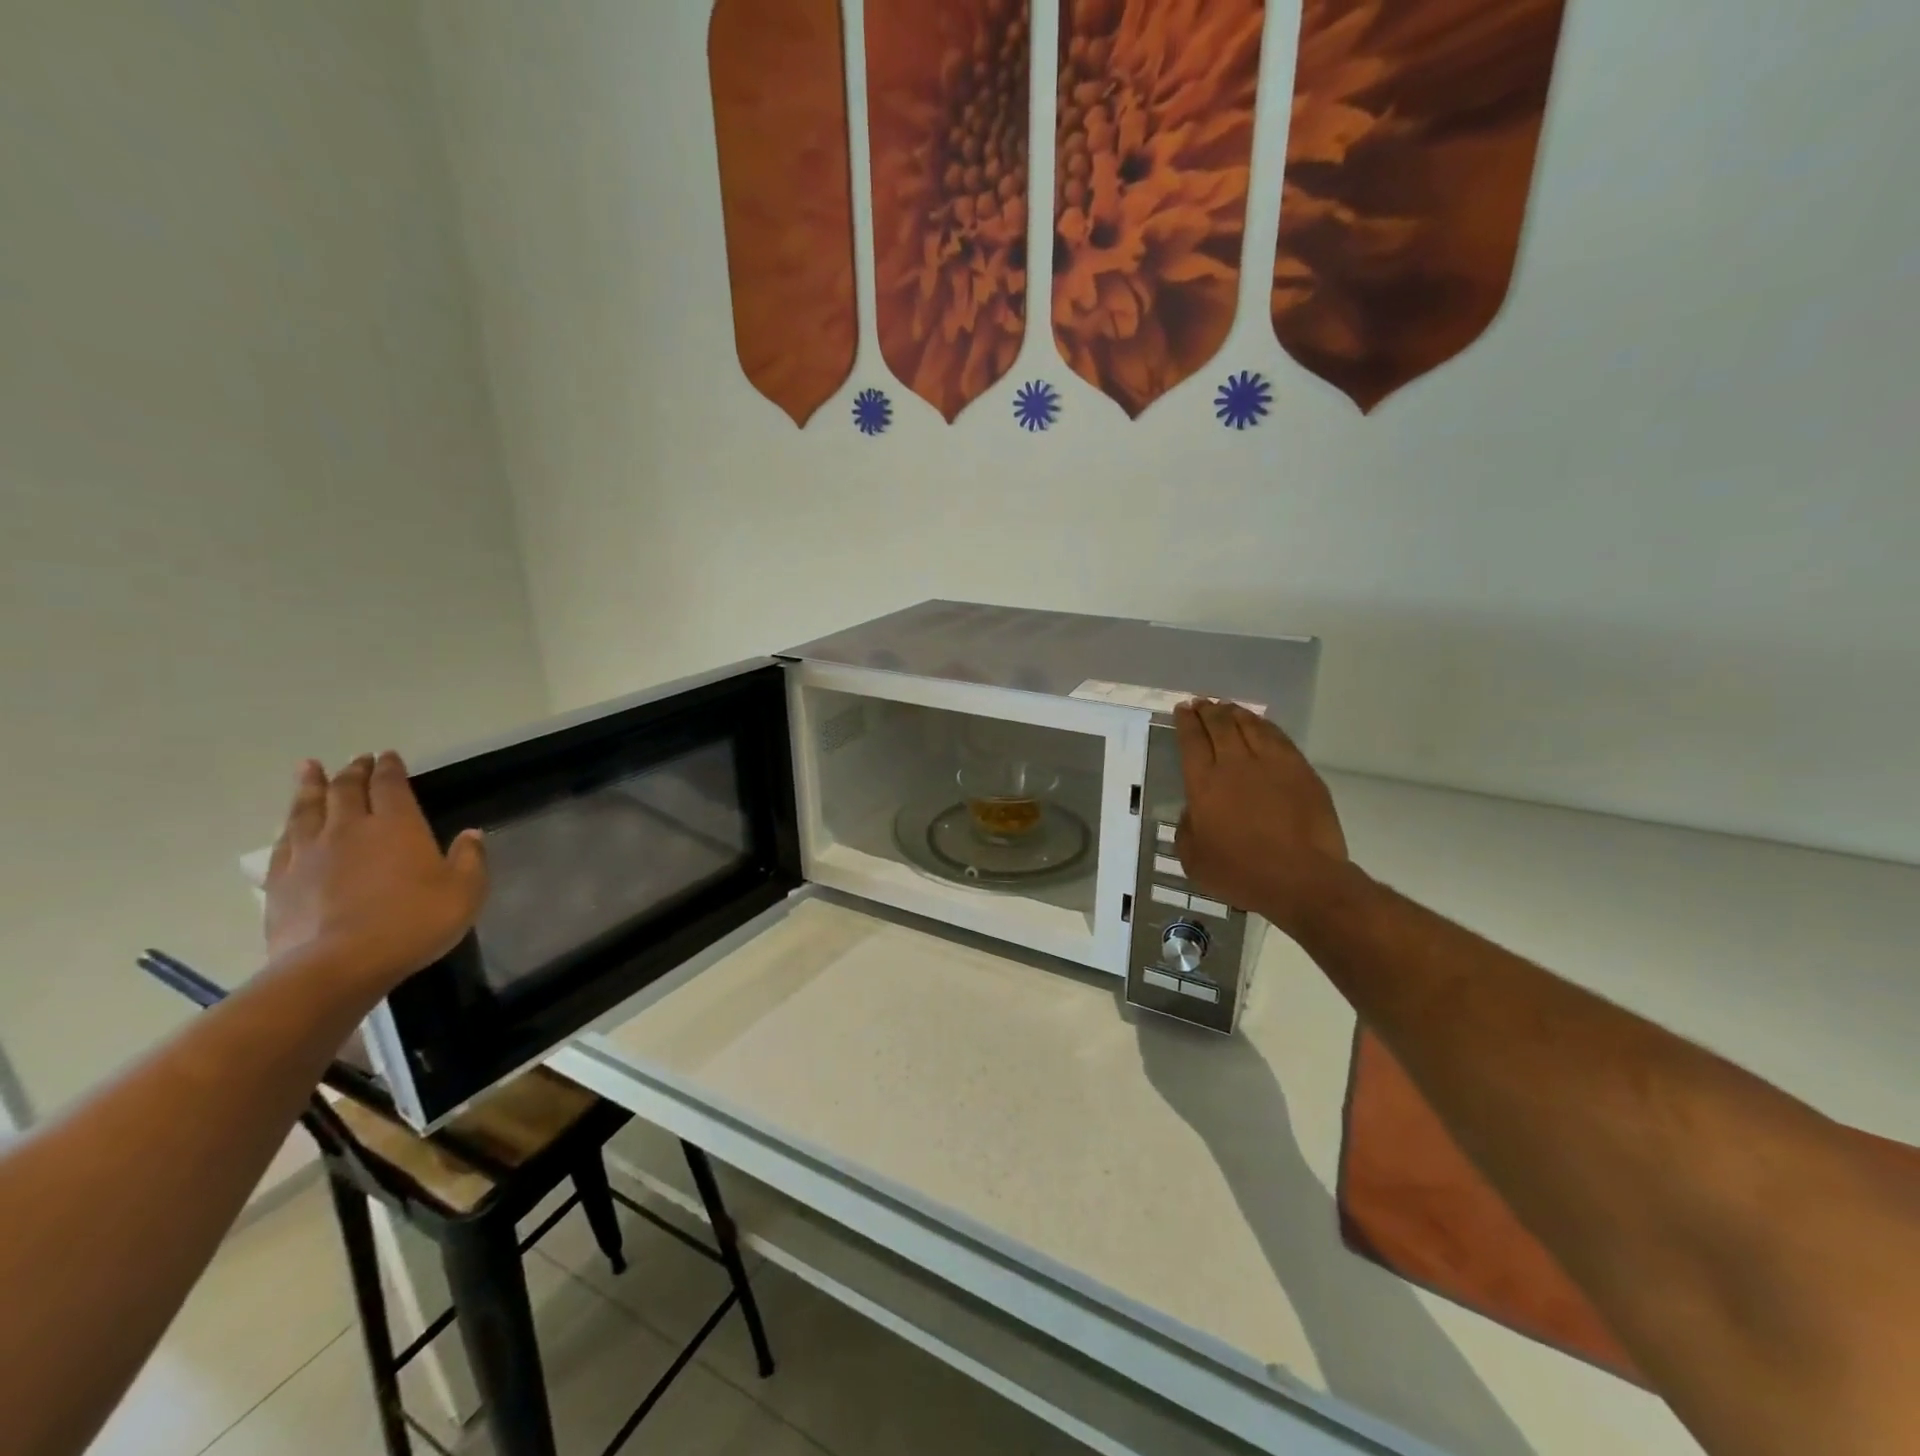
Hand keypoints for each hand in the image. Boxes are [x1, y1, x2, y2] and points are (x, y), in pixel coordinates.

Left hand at [264, 752, 488, 991]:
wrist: (337, 965)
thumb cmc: (412, 922)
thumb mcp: (464, 891)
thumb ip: (470, 859)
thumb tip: (471, 834)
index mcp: (397, 825)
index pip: (391, 785)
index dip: (390, 768)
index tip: (389, 756)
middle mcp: (349, 828)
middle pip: (347, 790)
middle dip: (353, 771)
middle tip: (357, 759)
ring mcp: (309, 853)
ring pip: (307, 808)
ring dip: (311, 786)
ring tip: (310, 769)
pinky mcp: (280, 880)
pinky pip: (284, 841)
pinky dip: (289, 825)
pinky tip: (289, 824)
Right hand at [1173, 700, 1349, 936]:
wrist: (1301, 878)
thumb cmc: (1240, 873)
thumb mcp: (1193, 859)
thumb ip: (1186, 829)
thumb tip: (1192, 812)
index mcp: (1204, 783)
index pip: (1191, 741)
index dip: (1185, 722)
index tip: (1182, 709)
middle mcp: (1235, 764)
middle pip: (1219, 726)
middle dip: (1208, 710)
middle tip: (1202, 703)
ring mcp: (1272, 764)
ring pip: (1250, 726)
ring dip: (1236, 713)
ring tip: (1228, 708)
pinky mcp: (1301, 771)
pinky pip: (1279, 738)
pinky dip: (1265, 726)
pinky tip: (1261, 725)